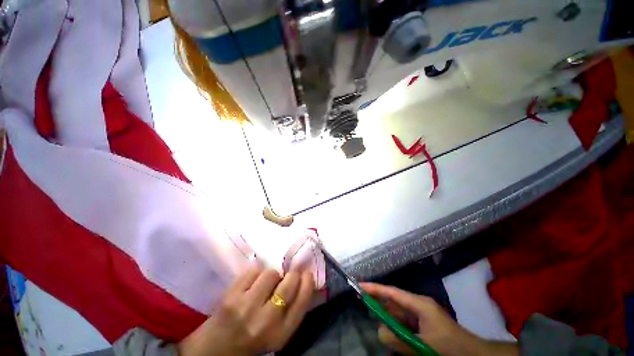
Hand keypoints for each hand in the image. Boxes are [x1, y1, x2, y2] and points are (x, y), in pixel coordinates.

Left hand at [179, 266, 314, 355]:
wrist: (213, 352)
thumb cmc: (250, 343)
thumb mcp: (276, 335)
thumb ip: (291, 311)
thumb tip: (304, 280)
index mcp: (281, 334)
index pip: (303, 300)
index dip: (307, 282)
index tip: (307, 273)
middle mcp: (266, 321)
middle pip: (289, 282)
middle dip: (292, 274)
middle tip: (287, 275)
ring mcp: (247, 307)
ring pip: (271, 274)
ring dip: (271, 276)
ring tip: (264, 285)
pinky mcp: (231, 297)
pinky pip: (253, 271)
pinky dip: (255, 273)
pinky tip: (251, 285)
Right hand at [360, 283, 517, 355]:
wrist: (473, 355)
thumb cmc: (449, 347)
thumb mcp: (422, 345)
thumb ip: (399, 339)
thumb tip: (379, 330)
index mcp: (419, 303)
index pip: (392, 292)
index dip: (375, 288)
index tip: (360, 285)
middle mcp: (418, 305)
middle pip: (393, 300)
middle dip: (377, 299)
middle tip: (361, 298)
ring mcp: (421, 314)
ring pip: (397, 312)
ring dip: (385, 314)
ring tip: (370, 312)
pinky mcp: (423, 324)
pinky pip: (404, 322)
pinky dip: (394, 325)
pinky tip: (387, 329)